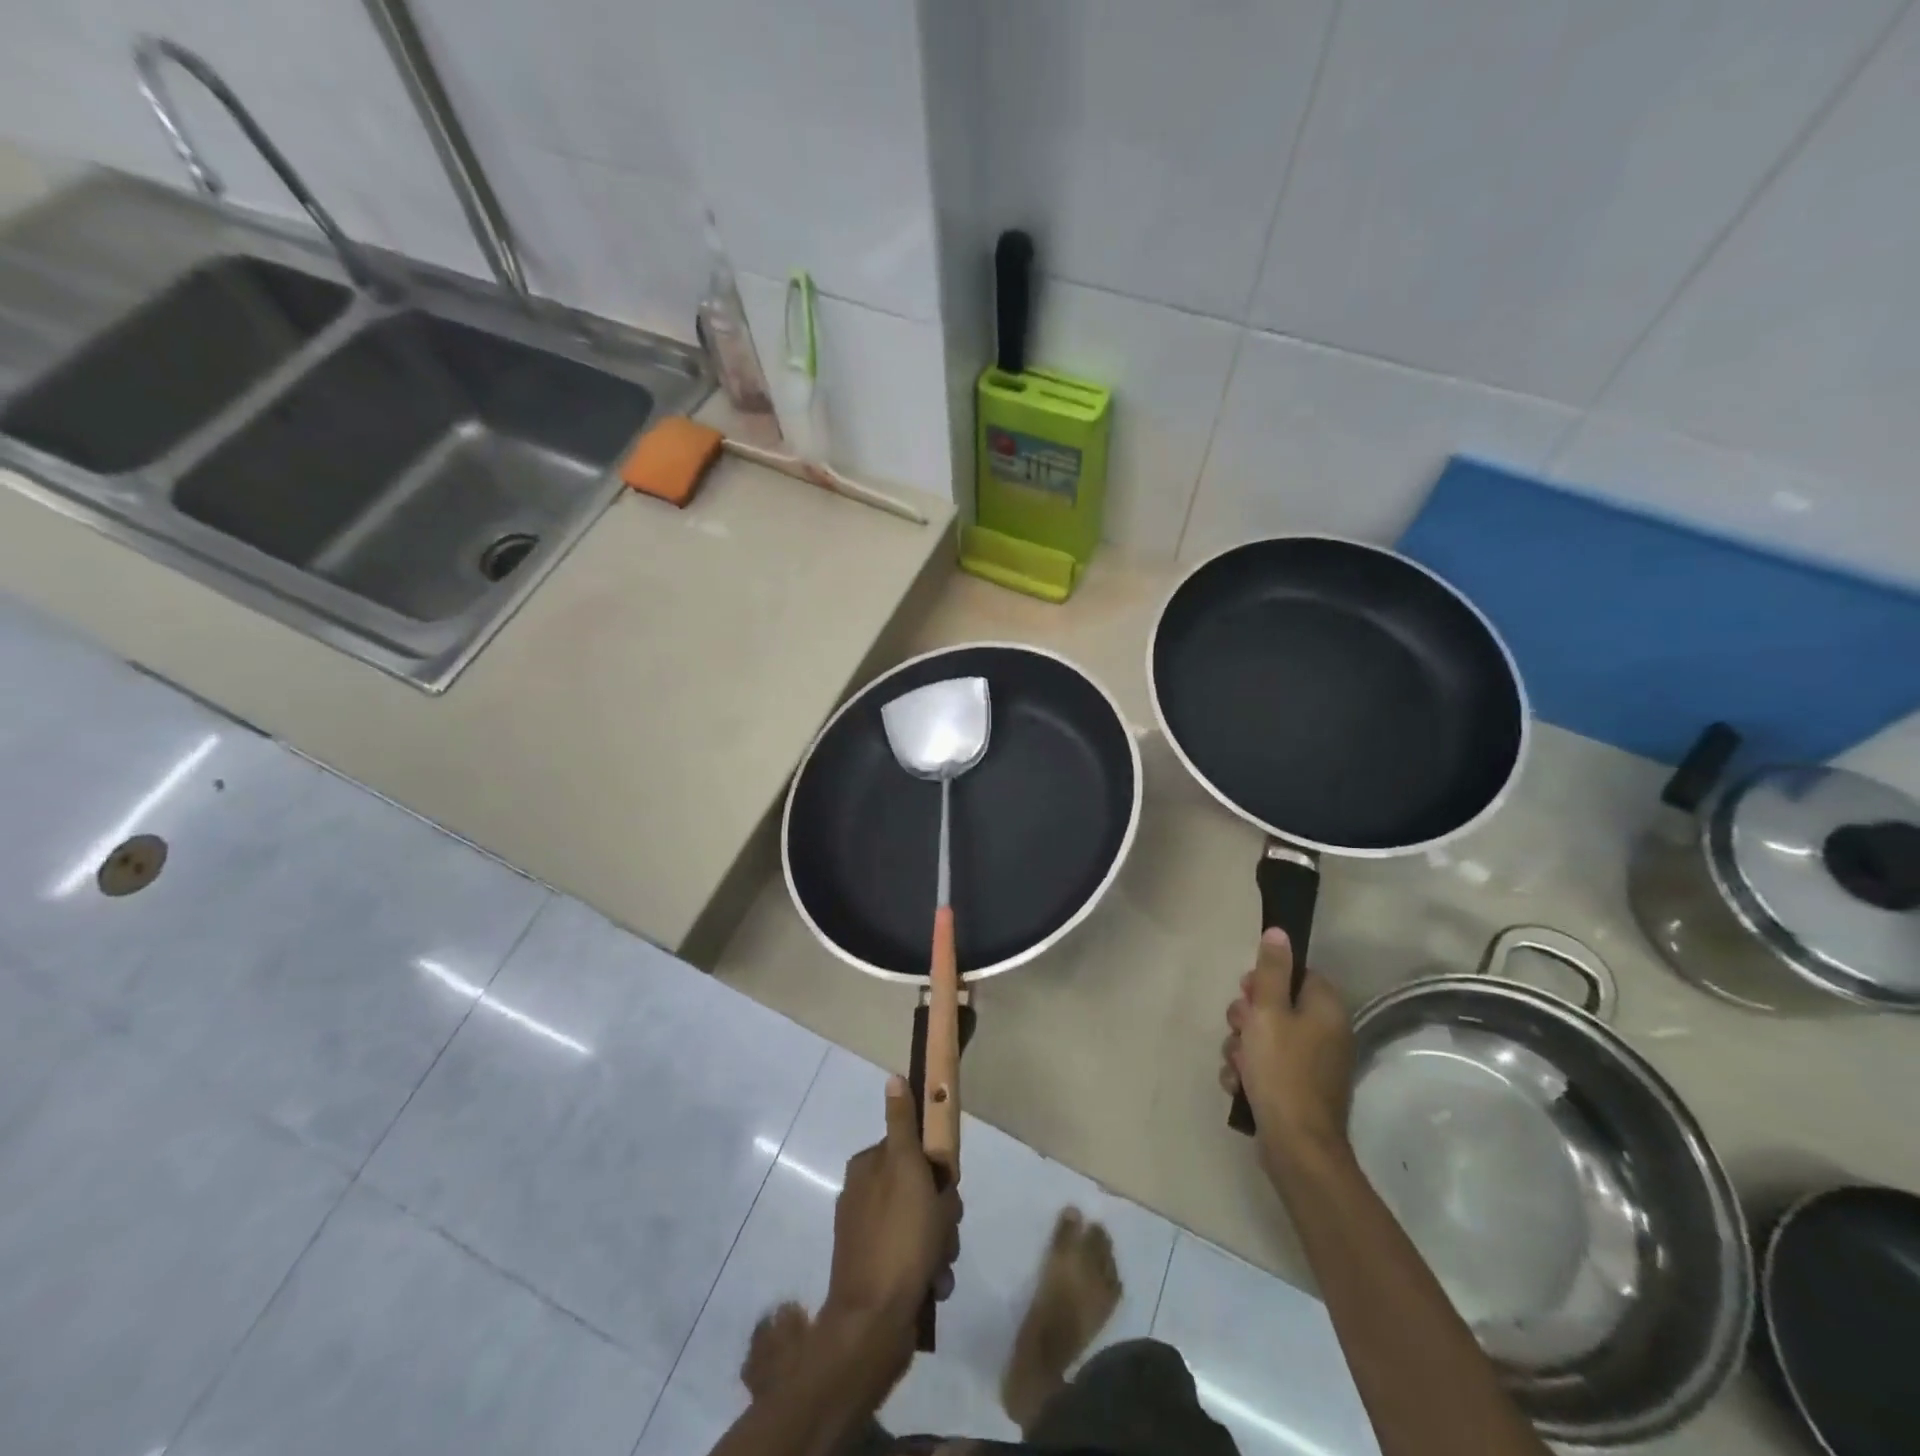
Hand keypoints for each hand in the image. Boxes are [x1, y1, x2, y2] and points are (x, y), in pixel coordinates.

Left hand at [823, 1076, 962, 1346]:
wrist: (875, 1322)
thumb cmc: (899, 1237)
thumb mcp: (907, 1168)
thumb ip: (902, 1124)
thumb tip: (892, 1078)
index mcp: (867, 1168)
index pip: (913, 1151)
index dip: (935, 1170)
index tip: (945, 1187)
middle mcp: (863, 1196)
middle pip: (920, 1189)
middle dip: (941, 1211)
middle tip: (945, 1227)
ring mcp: (869, 1236)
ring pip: (922, 1225)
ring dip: (939, 1243)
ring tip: (940, 1264)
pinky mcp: (876, 1271)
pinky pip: (914, 1258)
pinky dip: (927, 1268)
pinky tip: (932, 1285)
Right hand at [1220, 929, 1354, 1177]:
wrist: (1296, 1147)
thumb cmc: (1282, 1070)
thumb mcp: (1268, 1012)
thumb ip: (1271, 971)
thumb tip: (1280, 932)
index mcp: (1325, 1010)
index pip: (1297, 975)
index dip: (1266, 980)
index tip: (1247, 993)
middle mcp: (1326, 1034)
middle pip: (1277, 1006)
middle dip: (1247, 1018)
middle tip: (1238, 1029)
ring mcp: (1313, 1066)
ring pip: (1265, 1038)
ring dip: (1242, 1047)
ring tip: (1236, 1064)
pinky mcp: (1298, 1091)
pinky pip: (1267, 1067)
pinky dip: (1249, 1072)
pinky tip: (1239, 1085)